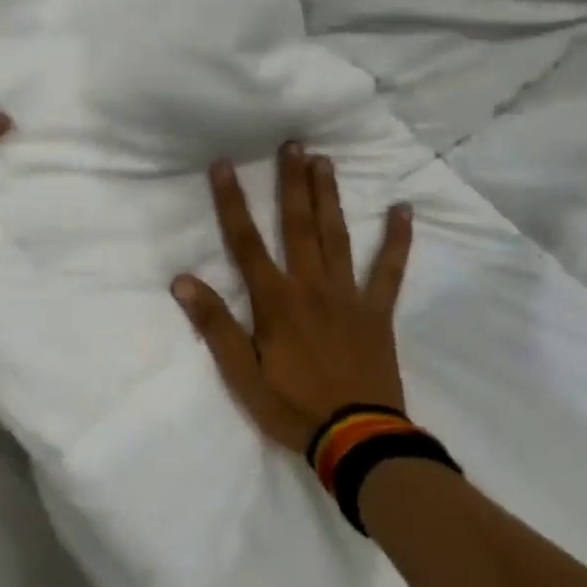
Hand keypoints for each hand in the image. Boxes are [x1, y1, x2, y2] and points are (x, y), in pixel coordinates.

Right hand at [172, 144, 411, 454]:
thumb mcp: (241, 373)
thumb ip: (214, 324)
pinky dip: (397, 241)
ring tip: (325, 160)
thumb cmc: (292, 407)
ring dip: (330, 196)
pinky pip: (389, 271)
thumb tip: (182, 280)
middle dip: (292, 182)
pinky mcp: (377, 312)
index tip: (224, 165)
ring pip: (337, 236)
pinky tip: (404, 210)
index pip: (246, 241)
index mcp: (275, 299)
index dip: (232, 201)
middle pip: (298, 225)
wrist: (358, 443)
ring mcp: (348, 296)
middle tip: (293, 143)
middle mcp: (311, 286)